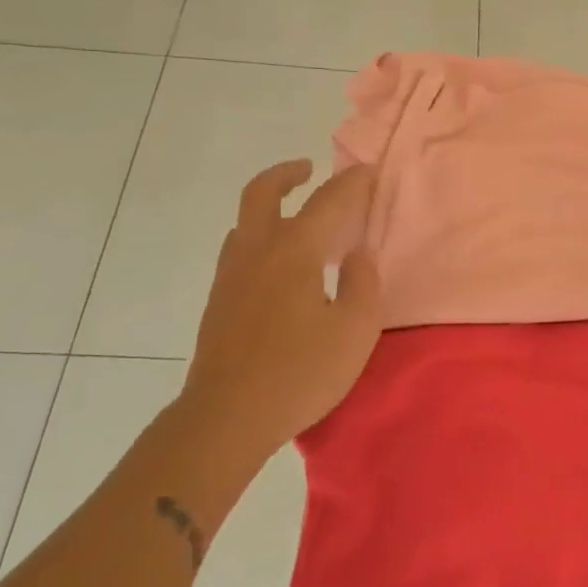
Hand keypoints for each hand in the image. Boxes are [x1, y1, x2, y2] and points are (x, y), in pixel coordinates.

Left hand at [183, 160, 382, 458]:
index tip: (368, 171)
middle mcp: (256, 252)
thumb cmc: (299, 373)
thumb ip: (362, 283)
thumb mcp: (354, 330)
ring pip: (245, 223)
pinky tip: (280, 269)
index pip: (326, 202)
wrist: (227, 417)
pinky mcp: (219, 302)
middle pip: (262, 193)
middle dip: (286, 174)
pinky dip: (261, 239)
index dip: (351, 183)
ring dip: (271, 208)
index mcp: (293, 252)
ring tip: (298, 223)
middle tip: (308, 170)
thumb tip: (356, 255)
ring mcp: (231, 276)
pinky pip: (240, 251)